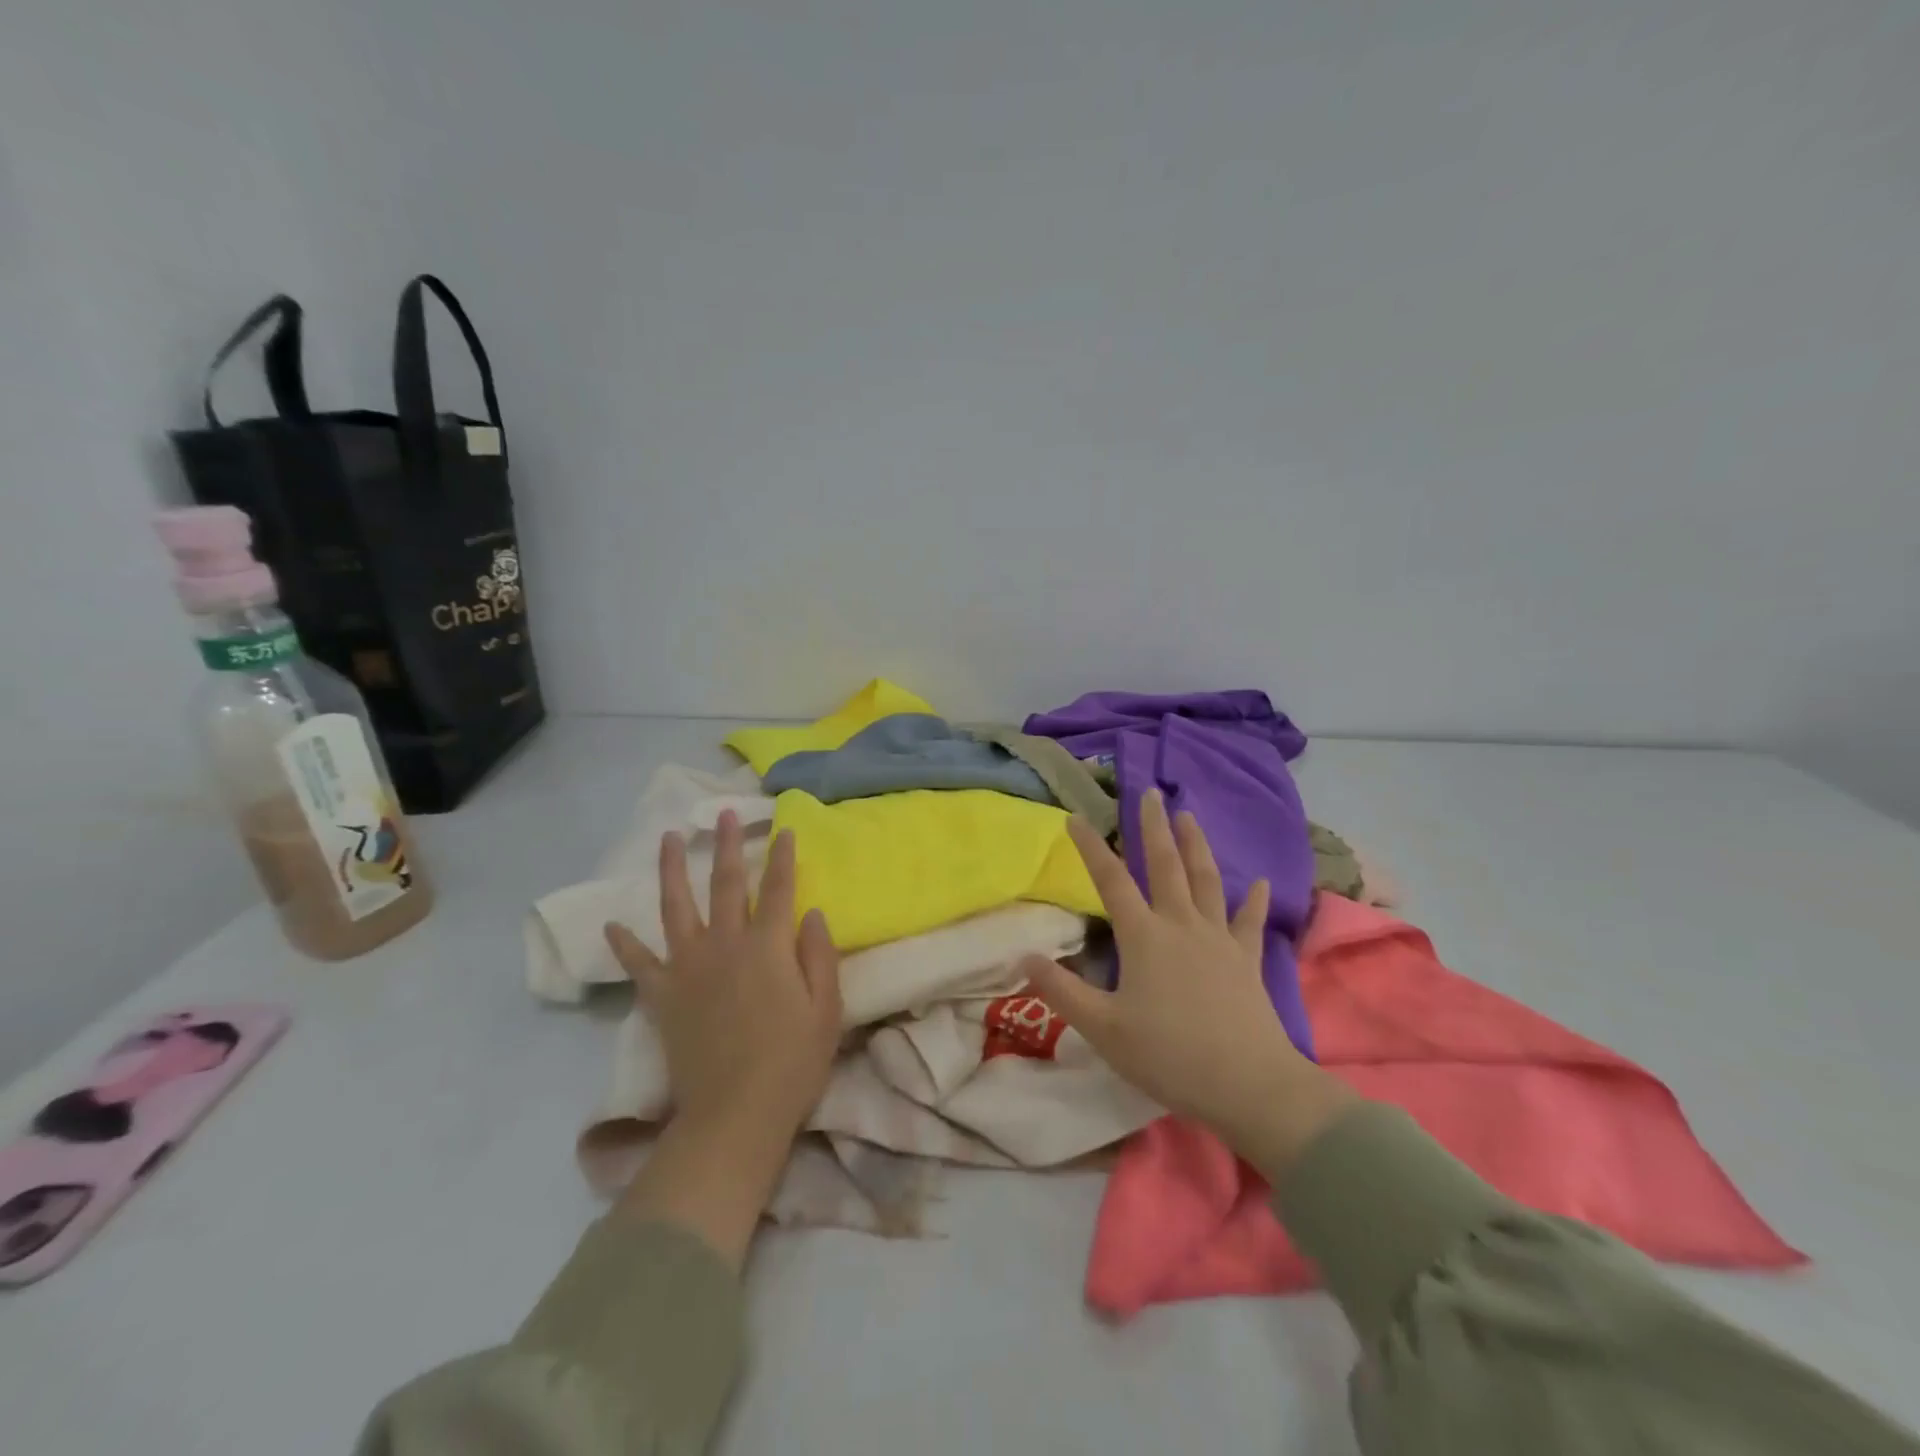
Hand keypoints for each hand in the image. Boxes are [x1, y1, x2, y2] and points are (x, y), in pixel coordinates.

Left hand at [605, 812, 841, 1140]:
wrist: (735, 1114)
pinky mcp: (663, 996)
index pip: (778, 888)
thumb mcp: (827, 1009)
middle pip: (726, 884)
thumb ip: (820, 955)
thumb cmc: (792, 1062)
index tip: (783, 829)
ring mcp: (688, 968)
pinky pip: (640, 963)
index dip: (782, 857)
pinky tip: (613, 925)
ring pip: (676, 907)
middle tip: (724, 814)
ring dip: (673, 870)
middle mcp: (725, 944)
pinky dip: (625, 944)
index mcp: (768, 946)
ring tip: (669, 839)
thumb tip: (811, 914)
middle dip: (727, 845)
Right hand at [1020, 790, 1355, 1177]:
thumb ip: (1062, 991)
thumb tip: (1025, 957)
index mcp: (1143, 936)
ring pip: (1206, 880)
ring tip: (1189, 815)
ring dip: (1196, 845)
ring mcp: (1218, 939)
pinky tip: (1258, 881)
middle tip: (1150, 792)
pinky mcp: (1246, 959)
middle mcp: (1180, 925)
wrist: (1248, 1084)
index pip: (1110, 880)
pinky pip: (1249, 921)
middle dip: (1154, 826)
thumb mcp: (1103, 1029)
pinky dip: (1252, 900)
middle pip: (1165, 865)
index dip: (1090, 847)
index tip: (1075, 817)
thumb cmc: (1169, 1055)